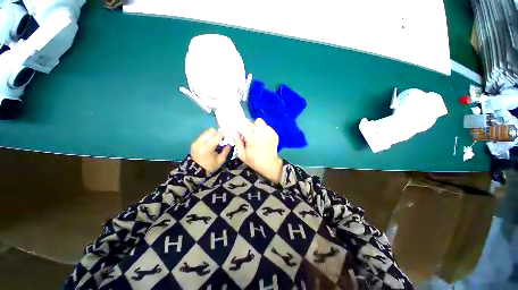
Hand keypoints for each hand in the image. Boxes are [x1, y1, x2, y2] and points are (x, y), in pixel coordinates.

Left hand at [191, 128, 230, 173]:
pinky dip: (209, 136)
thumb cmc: (210, 166)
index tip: (229, 132)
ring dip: (213, 133)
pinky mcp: (194, 142)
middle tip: (222, 137)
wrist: (197, 171)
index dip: (224, 133)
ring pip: (206, 131)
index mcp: (207, 148)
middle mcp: (200, 143)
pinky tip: (212, 141)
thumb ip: (226, 150)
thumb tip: (229, 142)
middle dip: (218, 132)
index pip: (217, 136)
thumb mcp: (221, 160)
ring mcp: (196, 142)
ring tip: (217, 139)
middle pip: (211, 131)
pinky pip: (203, 135)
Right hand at [234, 118, 282, 182]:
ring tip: (256, 133)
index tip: (240, 133)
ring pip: (259, 121)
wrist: (270, 165)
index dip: (240, 130)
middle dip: (247, 128)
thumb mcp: (242, 155)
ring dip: (256, 126)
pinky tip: (263, 136)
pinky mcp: (274, 133)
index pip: (243, 127)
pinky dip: (263, 129)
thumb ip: (238, 143)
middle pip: (251, 123)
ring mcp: (269, 133)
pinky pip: (266, 126)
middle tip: (247, 134)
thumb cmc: (255, 161)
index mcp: (252, 139)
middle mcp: (261, 133)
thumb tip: (235, 134)